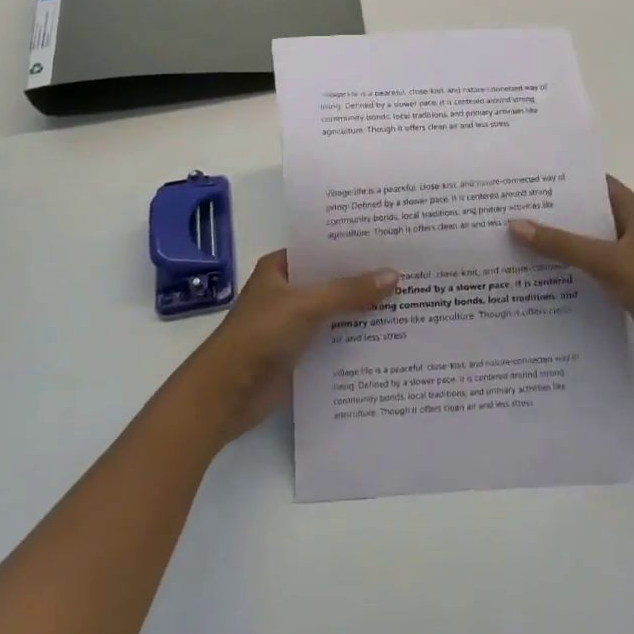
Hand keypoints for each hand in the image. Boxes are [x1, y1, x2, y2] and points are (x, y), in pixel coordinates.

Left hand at [186, 250, 398, 444]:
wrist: (224, 395)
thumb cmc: (259, 336)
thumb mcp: (306, 305)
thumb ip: (349, 290)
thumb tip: (394, 275)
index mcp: (281, 267)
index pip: (322, 247)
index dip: (353, 244)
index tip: (391, 239)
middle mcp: (288, 290)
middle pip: (332, 279)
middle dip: (365, 277)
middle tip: (409, 268)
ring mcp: (293, 323)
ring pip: (335, 310)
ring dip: (363, 309)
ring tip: (409, 299)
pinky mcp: (299, 353)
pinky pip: (334, 338)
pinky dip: (355, 337)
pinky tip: (389, 335)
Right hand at [510, 177, 633, 378]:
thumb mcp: (608, 262)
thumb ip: (563, 244)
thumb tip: (515, 224)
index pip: (593, 183)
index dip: (561, 180)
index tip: (525, 179)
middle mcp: (632, 227)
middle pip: (586, 214)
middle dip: (553, 213)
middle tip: (509, 210)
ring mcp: (631, 256)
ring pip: (587, 243)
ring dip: (559, 244)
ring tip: (515, 242)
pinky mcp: (628, 282)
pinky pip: (592, 269)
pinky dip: (571, 270)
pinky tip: (540, 277)